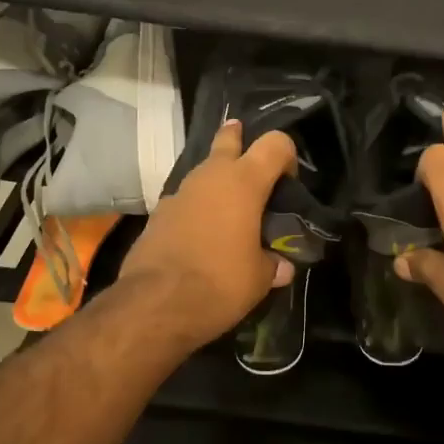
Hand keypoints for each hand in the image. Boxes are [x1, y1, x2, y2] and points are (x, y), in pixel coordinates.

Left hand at [120, 119, 296, 348]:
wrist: (154, 304)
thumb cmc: (219, 282)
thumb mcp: (259, 278)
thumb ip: (273, 265)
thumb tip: (282, 267)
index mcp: (244, 183)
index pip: (275, 144)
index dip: (287, 155)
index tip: (289, 182)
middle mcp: (210, 177)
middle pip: (228, 140)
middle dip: (239, 139)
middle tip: (248, 147)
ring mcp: (179, 193)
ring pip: (204, 171)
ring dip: (217, 180)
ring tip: (230, 207)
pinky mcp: (157, 214)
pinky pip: (186, 199)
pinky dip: (197, 207)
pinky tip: (202, 232)